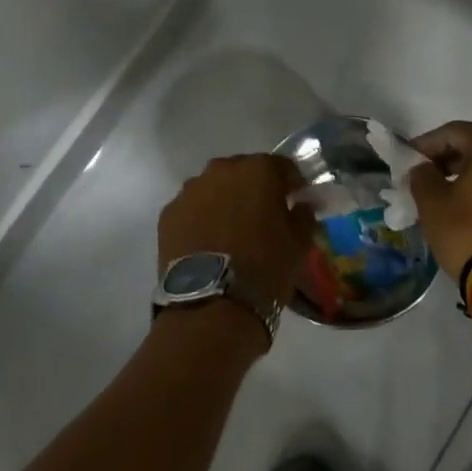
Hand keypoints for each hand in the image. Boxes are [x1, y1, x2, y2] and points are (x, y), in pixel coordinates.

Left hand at [158, 154, 313, 312]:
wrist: (213, 303)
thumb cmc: (265, 268)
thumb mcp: (299, 243)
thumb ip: (303, 215)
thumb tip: (301, 205)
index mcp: (259, 170)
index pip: (282, 167)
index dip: (291, 184)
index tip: (296, 201)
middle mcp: (222, 169)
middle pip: (244, 172)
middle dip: (254, 189)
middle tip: (262, 216)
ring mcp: (191, 190)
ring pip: (214, 188)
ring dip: (225, 201)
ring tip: (231, 231)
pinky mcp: (169, 213)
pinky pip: (192, 208)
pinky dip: (201, 218)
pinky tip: (208, 243)